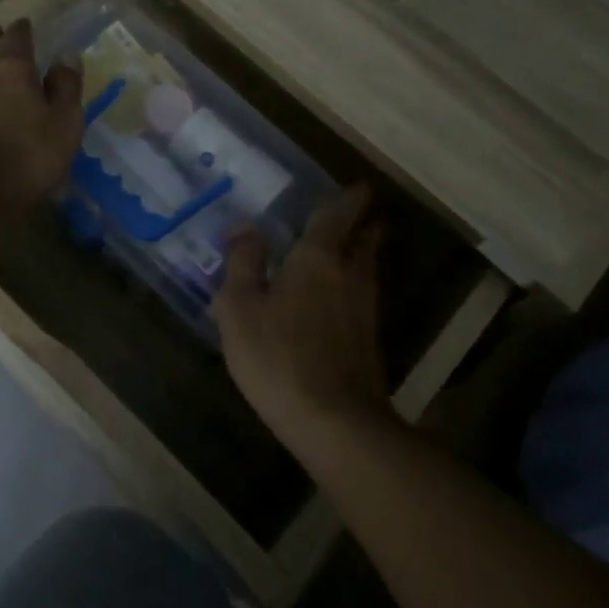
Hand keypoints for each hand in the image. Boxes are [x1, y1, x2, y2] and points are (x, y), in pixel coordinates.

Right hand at [213, 185, 396, 462]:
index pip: (339, 215)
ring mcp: (365, 309)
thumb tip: (246, 227)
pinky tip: (339, 296)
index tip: (358, 186)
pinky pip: (362, 296)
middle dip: (364, 223)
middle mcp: (350, 275)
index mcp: (318, 258)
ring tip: (349, 246)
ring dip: (361, 252)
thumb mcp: (240, 307)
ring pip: (366, 268)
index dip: (349, 198)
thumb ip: (243, 262)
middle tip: (360, 211)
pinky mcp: (368, 341)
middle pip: (364, 239)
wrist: (335, 422)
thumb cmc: (278, 356)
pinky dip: (354, 284)